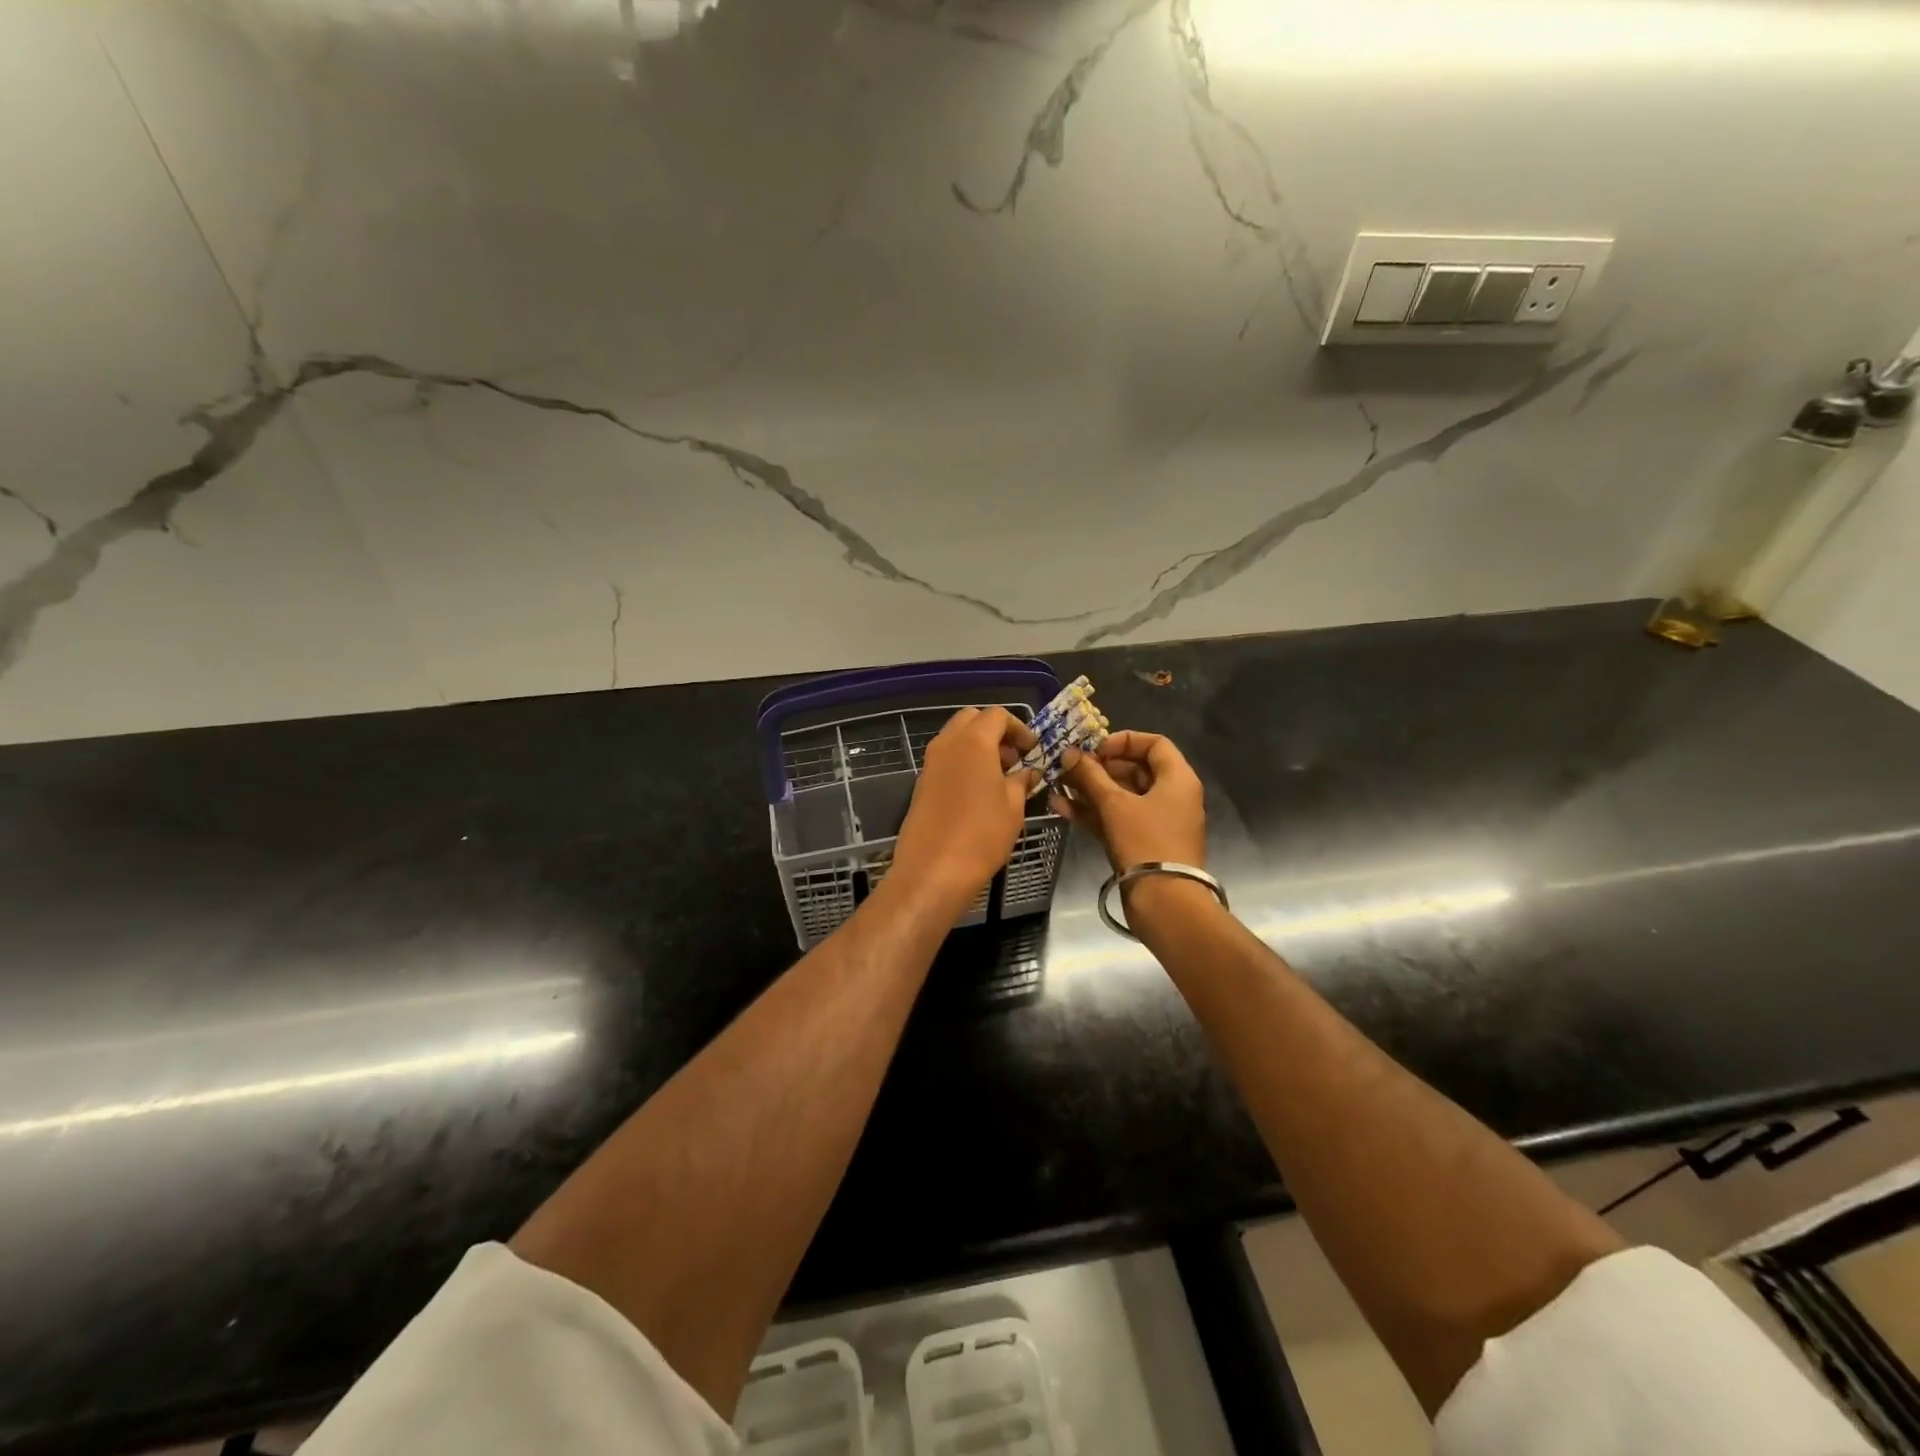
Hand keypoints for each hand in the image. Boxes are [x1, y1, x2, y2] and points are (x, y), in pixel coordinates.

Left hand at [891, 707, 1038, 910]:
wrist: (932, 869)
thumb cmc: (981, 834)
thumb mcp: (1013, 807)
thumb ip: (1022, 781)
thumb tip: (1028, 772)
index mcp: (974, 742)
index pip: (997, 715)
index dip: (1019, 728)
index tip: (1032, 749)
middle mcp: (948, 744)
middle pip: (971, 720)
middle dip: (995, 731)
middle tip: (1014, 757)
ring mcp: (930, 763)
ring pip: (955, 738)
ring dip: (978, 746)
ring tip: (1000, 776)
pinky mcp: (922, 783)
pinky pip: (946, 759)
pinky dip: (964, 762)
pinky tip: (979, 791)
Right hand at [1054, 730, 1206, 870]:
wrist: (1164, 901)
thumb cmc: (1145, 842)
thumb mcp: (1114, 804)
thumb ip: (1090, 776)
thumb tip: (1069, 753)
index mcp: (1177, 779)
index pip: (1154, 744)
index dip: (1123, 741)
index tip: (1095, 749)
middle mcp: (1172, 796)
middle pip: (1135, 769)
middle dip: (1099, 767)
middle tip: (1070, 767)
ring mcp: (1158, 821)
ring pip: (1123, 796)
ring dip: (1091, 789)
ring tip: (1059, 785)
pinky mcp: (1144, 843)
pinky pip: (1118, 818)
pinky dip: (1094, 812)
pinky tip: (1061, 808)